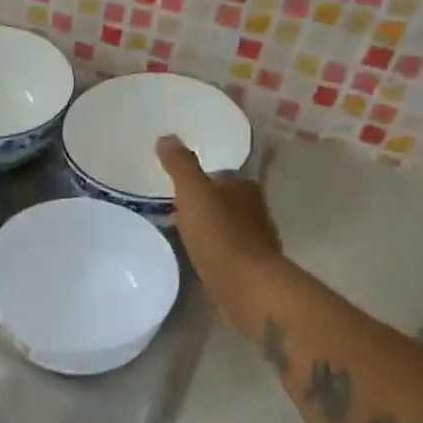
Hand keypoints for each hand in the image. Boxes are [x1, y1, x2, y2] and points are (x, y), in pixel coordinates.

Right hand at [156, 135, 282, 327]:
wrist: (245, 285)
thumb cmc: (219, 234)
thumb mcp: (193, 193)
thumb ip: (180, 165)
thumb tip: (167, 137)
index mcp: (245, 186)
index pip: (220, 175)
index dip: (201, 179)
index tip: (180, 186)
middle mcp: (255, 208)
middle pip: (226, 199)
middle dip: (207, 203)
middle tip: (177, 209)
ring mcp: (255, 239)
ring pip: (228, 225)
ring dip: (211, 227)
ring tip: (183, 234)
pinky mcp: (250, 266)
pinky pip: (227, 250)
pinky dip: (215, 250)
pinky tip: (198, 257)